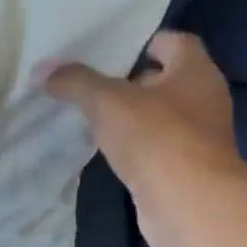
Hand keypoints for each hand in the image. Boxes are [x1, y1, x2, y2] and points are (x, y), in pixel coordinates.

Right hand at [45, 30, 246, 246]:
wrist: (188, 204)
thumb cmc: (156, 137)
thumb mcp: (107, 102)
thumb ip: (75, 82)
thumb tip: (42, 68)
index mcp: (196, 71)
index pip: (172, 42)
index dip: (141, 43)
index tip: (106, 53)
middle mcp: (203, 99)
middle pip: (163, 79)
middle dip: (128, 82)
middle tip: (88, 84)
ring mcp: (197, 136)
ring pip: (157, 116)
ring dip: (128, 117)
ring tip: (89, 117)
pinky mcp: (184, 167)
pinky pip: (154, 146)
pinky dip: (132, 145)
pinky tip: (103, 150)